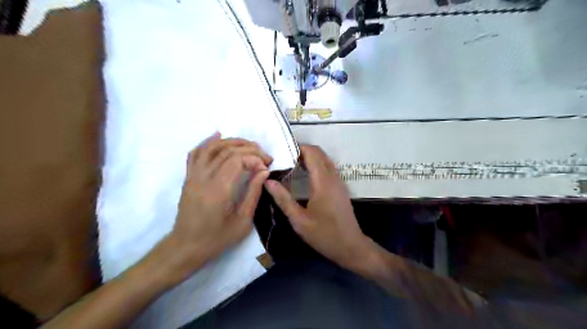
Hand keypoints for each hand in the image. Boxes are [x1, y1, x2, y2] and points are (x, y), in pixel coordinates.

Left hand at [152, 134, 271, 284]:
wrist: (186, 247)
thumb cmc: (216, 239)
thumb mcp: (242, 222)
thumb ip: (253, 193)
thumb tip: (263, 171)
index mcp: (218, 190)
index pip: (237, 160)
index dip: (255, 158)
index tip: (266, 166)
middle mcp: (203, 178)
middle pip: (226, 150)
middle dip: (249, 148)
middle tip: (264, 155)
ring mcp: (193, 176)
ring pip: (211, 147)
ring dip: (232, 141)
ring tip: (249, 144)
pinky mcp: (189, 177)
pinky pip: (196, 153)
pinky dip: (207, 142)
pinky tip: (218, 135)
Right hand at [267, 145, 370, 270]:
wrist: (351, 246)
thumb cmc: (324, 235)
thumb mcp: (299, 220)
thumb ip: (283, 199)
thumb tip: (267, 181)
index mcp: (323, 182)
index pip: (312, 153)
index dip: (297, 147)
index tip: (281, 151)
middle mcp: (333, 177)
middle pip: (319, 153)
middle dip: (302, 150)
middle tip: (283, 157)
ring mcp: (339, 181)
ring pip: (324, 159)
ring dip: (309, 157)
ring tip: (290, 164)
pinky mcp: (340, 187)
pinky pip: (328, 168)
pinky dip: (316, 165)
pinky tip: (304, 175)